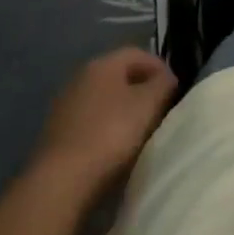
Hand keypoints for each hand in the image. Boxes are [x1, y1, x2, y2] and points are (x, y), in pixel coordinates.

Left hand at [34, 48, 178, 196]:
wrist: (62, 180)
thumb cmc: (111, 134)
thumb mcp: (148, 105)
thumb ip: (163, 85)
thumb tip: (167, 78)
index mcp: (102, 64)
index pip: (138, 54)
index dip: (160, 67)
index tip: (175, 90)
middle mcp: (81, 77)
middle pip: (120, 75)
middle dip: (143, 89)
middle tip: (161, 109)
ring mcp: (66, 105)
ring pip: (105, 98)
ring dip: (125, 109)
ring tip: (142, 130)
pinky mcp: (58, 132)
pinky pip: (92, 120)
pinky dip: (107, 126)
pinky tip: (116, 146)